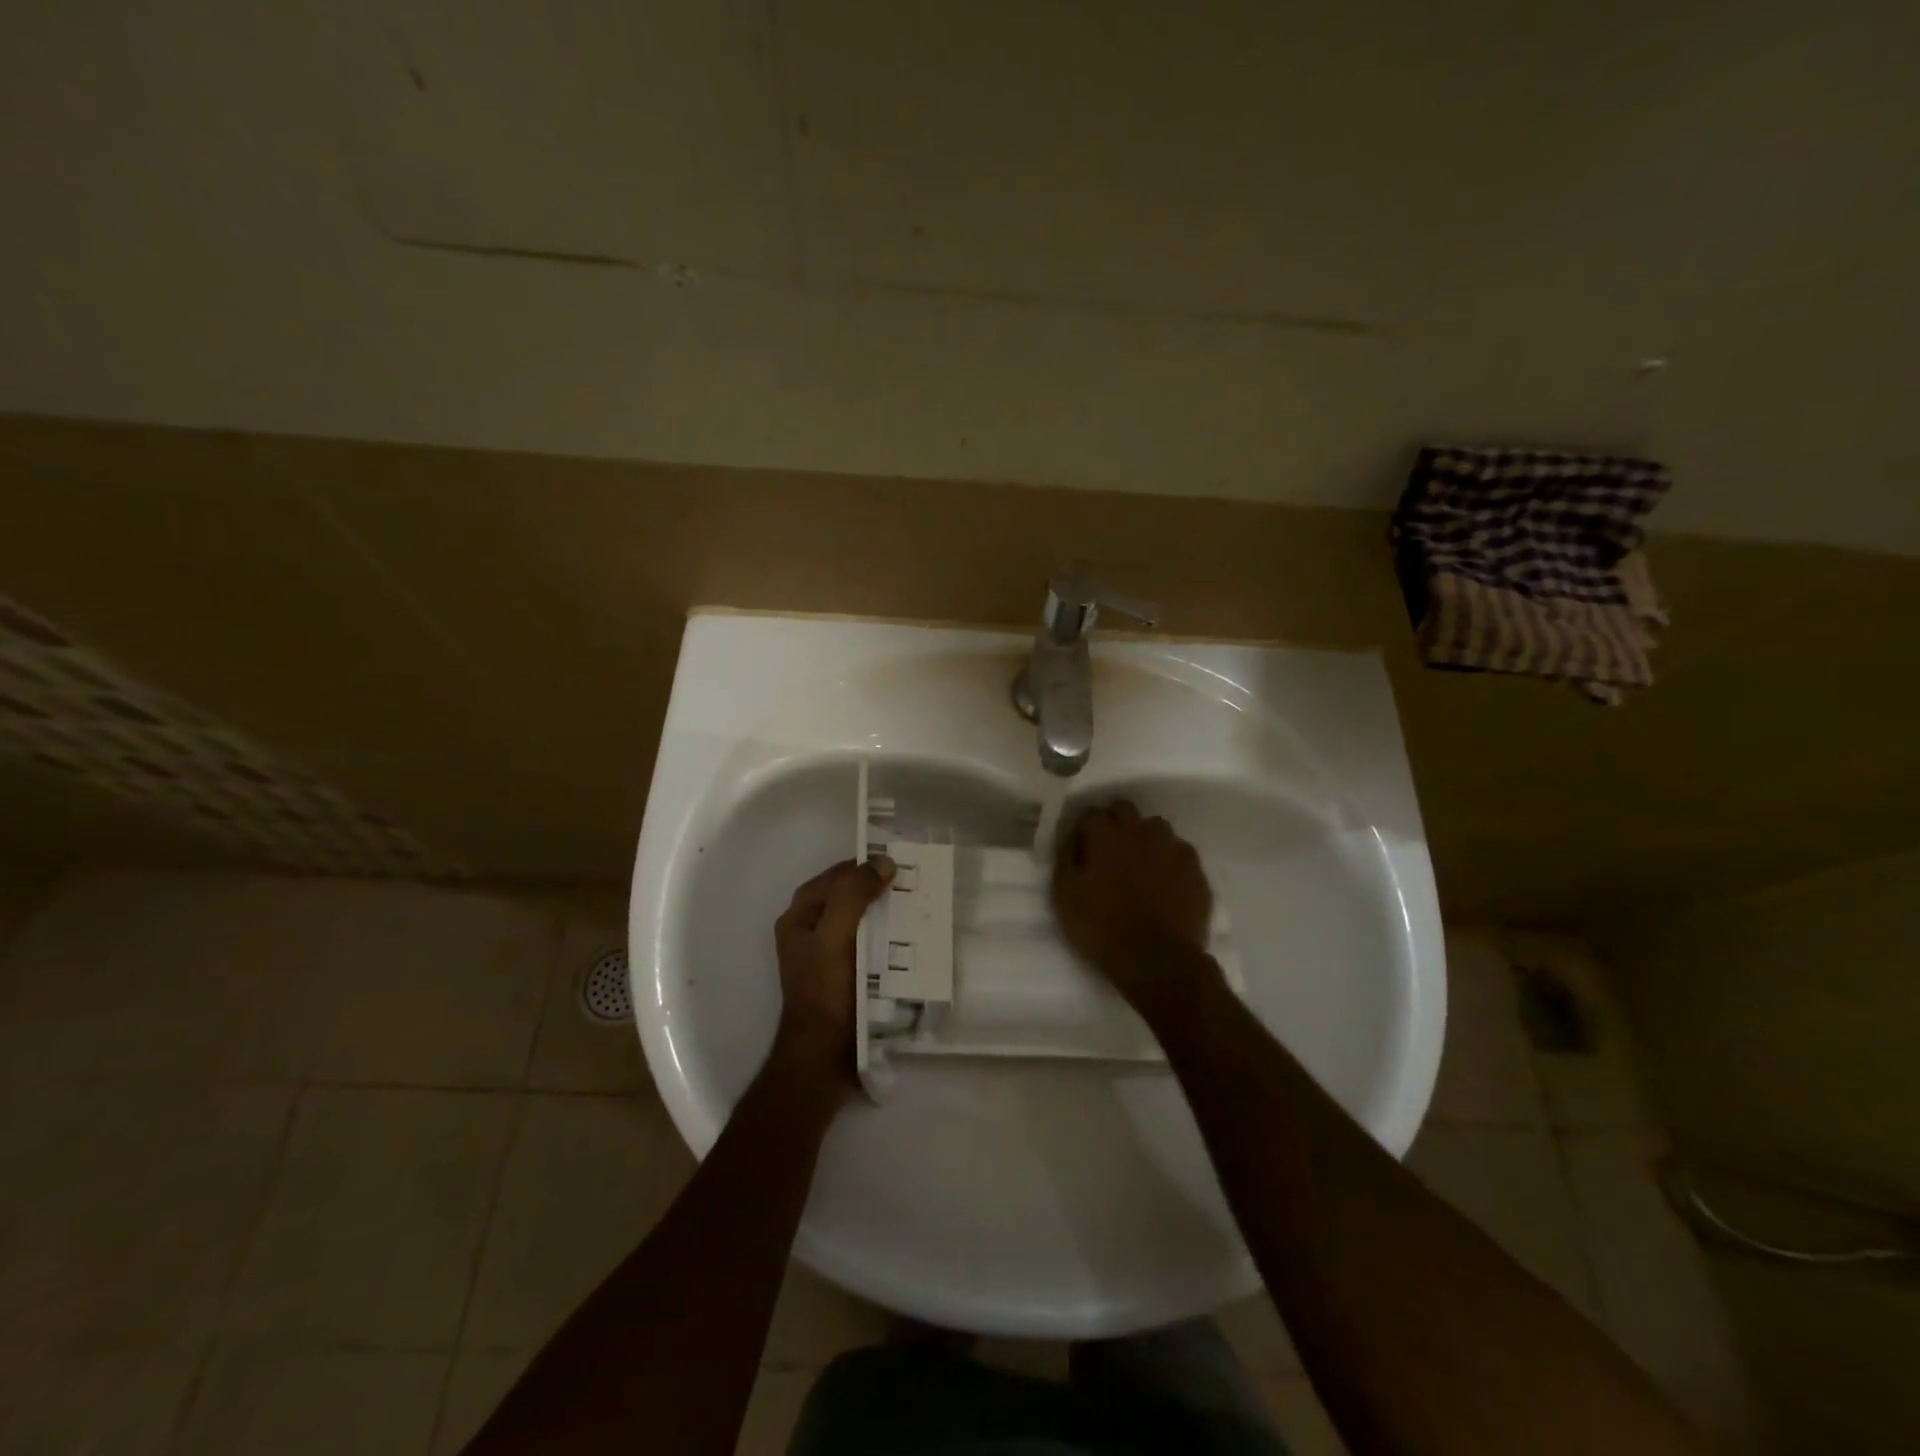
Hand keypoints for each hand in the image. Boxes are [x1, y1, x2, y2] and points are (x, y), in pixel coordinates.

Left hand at [772, 856, 894, 1086]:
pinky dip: (888, 940)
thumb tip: (883, 863)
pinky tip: (911, 942)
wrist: (823, 1059)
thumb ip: (853, 896)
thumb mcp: (834, 937)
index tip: (899, 862)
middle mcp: (810, 933)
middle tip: (915, 885)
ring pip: (860, 922)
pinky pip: (868, 947)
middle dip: (878, 890)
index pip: (835, 877)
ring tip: (919, 910)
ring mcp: (828, 957)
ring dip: (886, 915)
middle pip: (848, 898)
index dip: (863, 866)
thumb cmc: (825, 993)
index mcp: (800, 918)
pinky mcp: (845, 978)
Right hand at [1052, 800, 1216, 1007]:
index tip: (1079, 848)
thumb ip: (1066, 861)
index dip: (1083, 830)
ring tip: (1139, 863)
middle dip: (1114, 822)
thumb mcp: (1064, 897)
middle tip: (1107, 850)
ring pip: (1155, 827)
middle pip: (1124, 809)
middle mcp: (1139, 831)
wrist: (1157, 960)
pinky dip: (1169, 859)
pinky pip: (1179, 851)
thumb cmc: (1102, 928)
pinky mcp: (1195, 869)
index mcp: (1105, 835)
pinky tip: (1165, 880)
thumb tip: (1072, 844)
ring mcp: (1171, 847)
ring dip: (1144, 837)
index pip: (1090, 814)